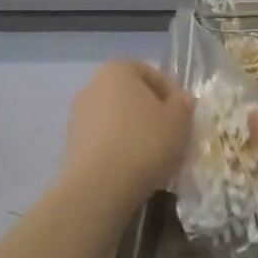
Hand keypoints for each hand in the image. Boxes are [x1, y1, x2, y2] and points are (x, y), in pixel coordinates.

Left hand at [62, 60, 192, 204]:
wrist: (99, 187)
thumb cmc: (144, 143)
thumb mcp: (179, 120)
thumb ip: (183, 104)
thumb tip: (179, 102)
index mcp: (117, 70)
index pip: (151, 73)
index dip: (173, 92)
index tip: (186, 114)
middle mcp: (92, 86)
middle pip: (132, 95)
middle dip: (153, 111)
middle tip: (173, 133)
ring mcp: (78, 115)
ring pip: (117, 118)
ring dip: (136, 131)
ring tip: (155, 154)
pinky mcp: (72, 144)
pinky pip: (104, 139)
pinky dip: (120, 147)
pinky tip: (134, 167)